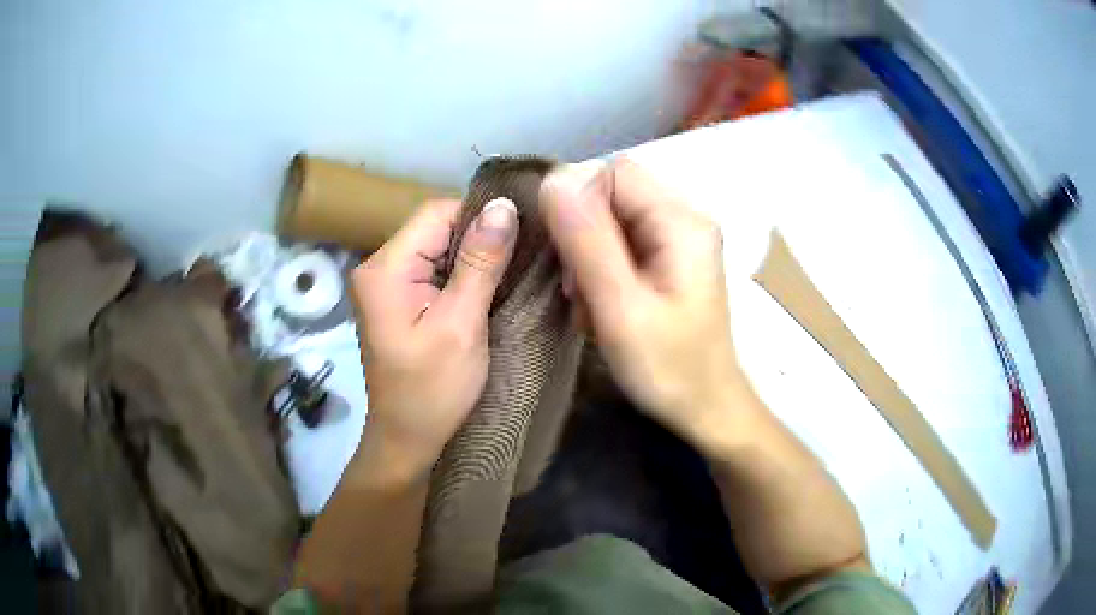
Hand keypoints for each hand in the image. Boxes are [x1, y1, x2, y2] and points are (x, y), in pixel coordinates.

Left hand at [350, 197, 518, 480]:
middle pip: (436, 229)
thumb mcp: (461, 325)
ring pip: (439, 249)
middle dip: (478, 240)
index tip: (520, 239)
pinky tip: (487, 291)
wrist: (407, 440)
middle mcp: (378, 267)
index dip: (479, 218)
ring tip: (509, 276)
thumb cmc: (433, 391)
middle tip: (521, 261)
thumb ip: (480, 262)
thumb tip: (504, 205)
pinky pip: (435, 271)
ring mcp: (386, 285)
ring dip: (473, 260)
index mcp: (385, 269)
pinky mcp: (398, 300)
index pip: (436, 213)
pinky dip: (462, 276)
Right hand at [539, 158, 745, 451]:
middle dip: (580, 233)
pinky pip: (622, 240)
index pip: (613, 172)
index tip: (564, 255)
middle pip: (612, 192)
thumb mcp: (621, 308)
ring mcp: (679, 238)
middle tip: (576, 287)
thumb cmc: (669, 367)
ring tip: (588, 301)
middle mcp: (685, 217)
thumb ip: (587, 242)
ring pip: (611, 217)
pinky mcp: (670, 258)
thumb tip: (552, 178)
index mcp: (681, 220)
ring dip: (587, 254)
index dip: (577, 202)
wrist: (707, 407)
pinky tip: (601, 303)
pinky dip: (601, 267)